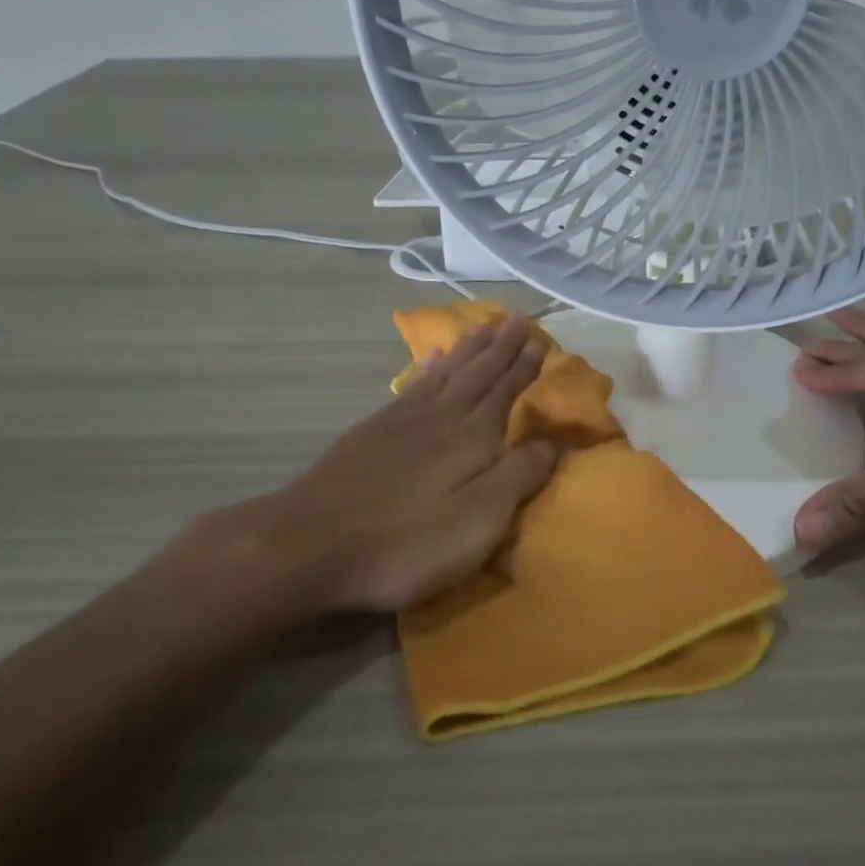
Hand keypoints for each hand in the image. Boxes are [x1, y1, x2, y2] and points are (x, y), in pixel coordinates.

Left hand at [248, 313, 556, 614]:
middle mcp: (440, 418)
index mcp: (471, 438)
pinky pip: (411, 386)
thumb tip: (554, 442)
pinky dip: (427, 368)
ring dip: (467, 349)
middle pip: (477, 374)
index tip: (539, 339)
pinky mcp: (371, 433)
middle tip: (515, 318)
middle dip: (499, 347)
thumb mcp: (478, 520)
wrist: (310, 547)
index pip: (506, 392)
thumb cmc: (406, 543)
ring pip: (445, 373)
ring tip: (482, 326)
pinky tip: (432, 357)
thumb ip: (518, 477)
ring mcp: (402, 422)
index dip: (523, 367)